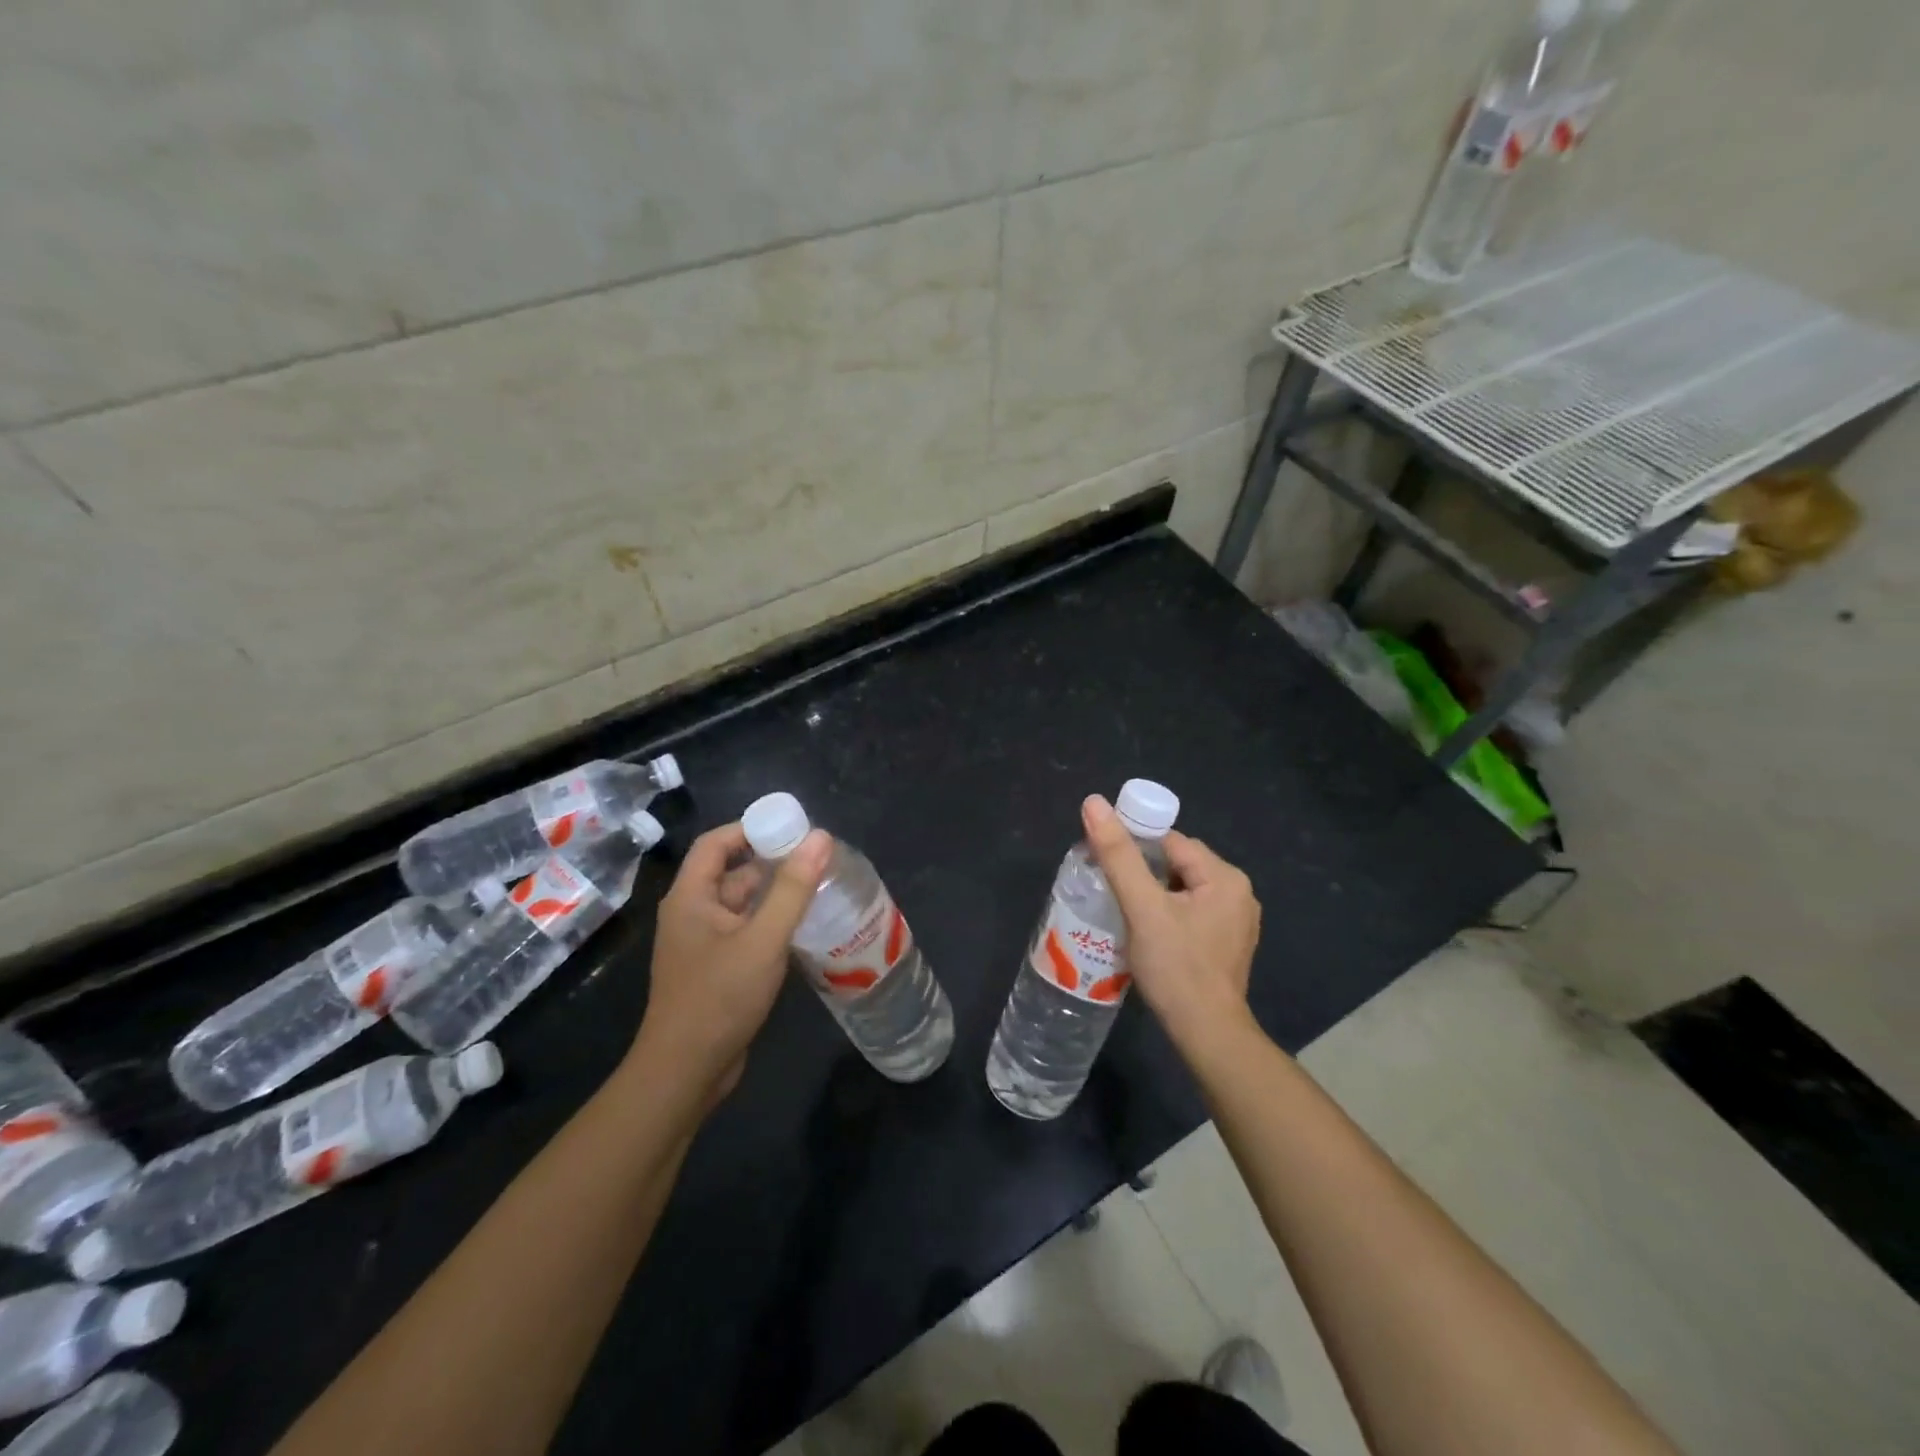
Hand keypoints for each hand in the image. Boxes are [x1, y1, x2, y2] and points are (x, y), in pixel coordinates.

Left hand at [632, 821, 830, 1105]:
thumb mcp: (762, 940)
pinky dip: (772, 922)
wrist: (685, 1073)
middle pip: (732, 872)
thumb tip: (820, 838)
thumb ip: (792, 889)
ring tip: (820, 887)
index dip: (750, 828)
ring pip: (742, 904)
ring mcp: (704, 943)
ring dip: (775, 894)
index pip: (716, 843)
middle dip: (772, 861)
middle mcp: (692, 913)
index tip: (792, 827)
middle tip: (817, 858)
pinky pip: (746, 931)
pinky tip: (804, 927)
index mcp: (691, 897)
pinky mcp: (717, 969)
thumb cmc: (719, 998)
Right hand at [1080, 794, 1261, 1055]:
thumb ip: (1118, 855)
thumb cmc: (1176, 967)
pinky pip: (1191, 913)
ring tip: (1125, 912)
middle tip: (1112, 891)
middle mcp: (1238, 893)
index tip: (1106, 864)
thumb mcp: (1142, 907)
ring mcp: (1236, 921)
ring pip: (1182, 890)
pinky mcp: (1226, 944)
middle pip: (1177, 864)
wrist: (1206, 1034)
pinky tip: (1148, 934)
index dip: (1136, 848)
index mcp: (1225, 877)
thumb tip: (1094, 802)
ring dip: (1154, 895)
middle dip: (1144, 873)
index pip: (1171, 842)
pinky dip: (1167, 915)